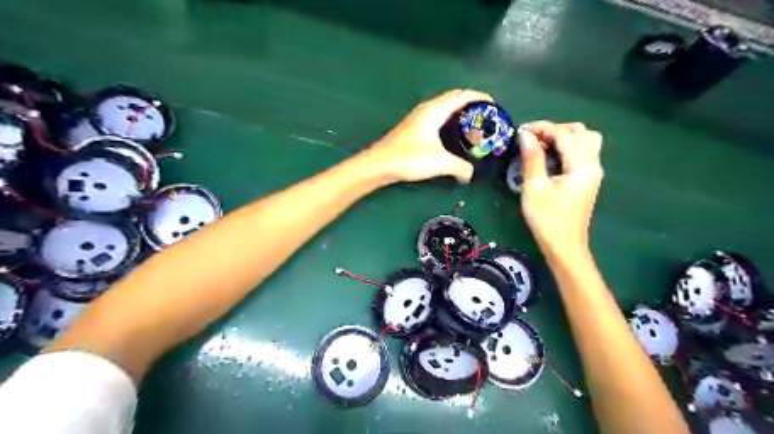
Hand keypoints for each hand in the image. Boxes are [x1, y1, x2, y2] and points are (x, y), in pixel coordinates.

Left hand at [367, 88, 489, 182]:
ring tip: (472, 124)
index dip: (480, 98)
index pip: (462, 96)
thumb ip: (460, 167)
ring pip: (444, 107)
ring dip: (459, 111)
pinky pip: (437, 116)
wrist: (380, 164)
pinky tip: (451, 134)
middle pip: (454, 98)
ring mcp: (418, 117)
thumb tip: (470, 174)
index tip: (494, 105)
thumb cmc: (410, 158)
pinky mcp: (413, 127)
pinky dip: (449, 119)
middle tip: (485, 116)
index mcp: (435, 110)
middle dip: (472, 103)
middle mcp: (427, 109)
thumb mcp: (441, 162)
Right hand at [519, 121, 604, 253]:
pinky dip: (568, 147)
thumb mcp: (534, 187)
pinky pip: (583, 152)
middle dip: (554, 129)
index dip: (542, 128)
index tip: (520, 131)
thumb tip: (525, 135)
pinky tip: (551, 156)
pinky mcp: (588, 179)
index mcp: (582, 165)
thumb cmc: (547, 218)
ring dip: (564, 136)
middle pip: (580, 131)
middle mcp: (593, 163)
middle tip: (532, 139)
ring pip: (585, 140)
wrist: (564, 245)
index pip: (564, 134)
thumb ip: (532, 158)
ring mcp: (593, 171)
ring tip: (543, 145)